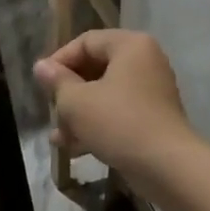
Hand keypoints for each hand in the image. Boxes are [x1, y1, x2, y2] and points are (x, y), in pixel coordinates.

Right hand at [33, 30, 196, 178]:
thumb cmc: (119, 123)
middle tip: (51, 112)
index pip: (86, 42)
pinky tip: (75, 149)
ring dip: (79, 114)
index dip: (59, 61)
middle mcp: (145, 61)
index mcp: (130, 45)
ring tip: (58, 137)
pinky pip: (118, 113)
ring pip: (105, 94)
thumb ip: (57, 81)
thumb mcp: (77, 102)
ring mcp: (151, 91)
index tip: (41, 85)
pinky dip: (97, 126)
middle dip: (68, 93)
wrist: (168, 168)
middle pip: (95, 68)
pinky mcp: (153, 118)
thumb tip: (41, 67)